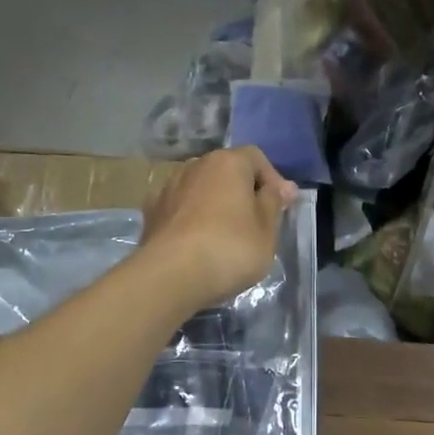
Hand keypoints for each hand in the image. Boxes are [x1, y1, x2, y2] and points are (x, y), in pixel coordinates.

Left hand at [139, 147, 297, 313]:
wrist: (170, 276)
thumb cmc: (230, 249)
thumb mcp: (266, 230)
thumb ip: (273, 203)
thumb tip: (278, 188)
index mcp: (228, 162)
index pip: (256, 158)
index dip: (272, 180)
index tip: (282, 206)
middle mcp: (195, 165)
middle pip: (225, 172)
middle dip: (241, 191)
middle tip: (255, 221)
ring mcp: (168, 187)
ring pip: (200, 189)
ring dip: (214, 204)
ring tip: (224, 234)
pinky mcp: (151, 213)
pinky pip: (180, 209)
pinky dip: (191, 219)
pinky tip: (196, 241)